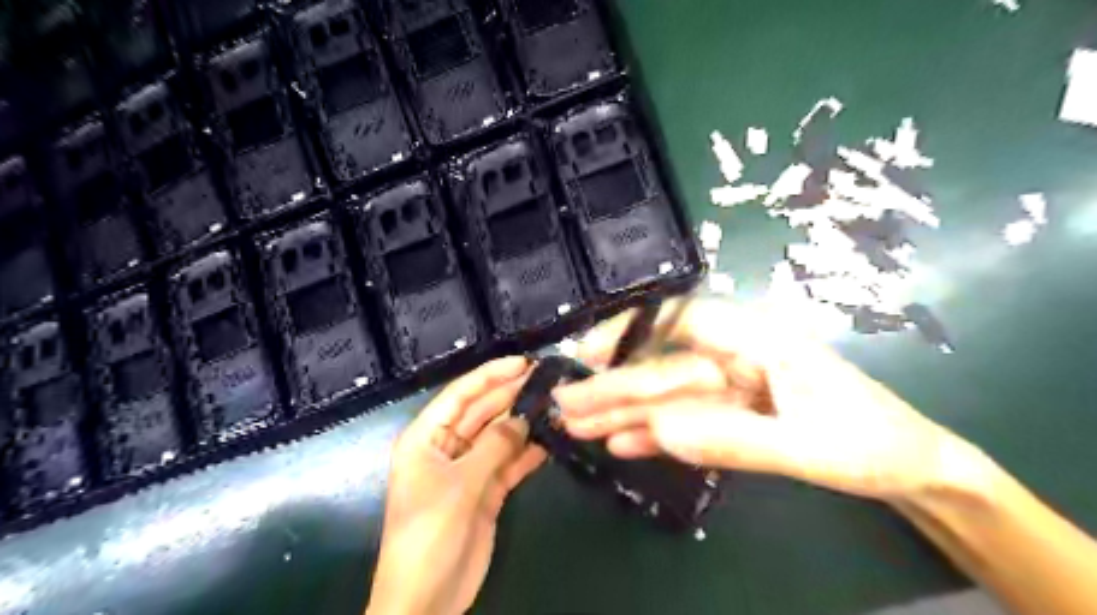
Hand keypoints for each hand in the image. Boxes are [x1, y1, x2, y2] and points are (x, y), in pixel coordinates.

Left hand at [368, 355, 542, 614]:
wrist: (427, 599)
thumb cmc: (429, 534)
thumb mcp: (460, 486)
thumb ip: (494, 447)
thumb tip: (523, 417)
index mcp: (426, 438)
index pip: (460, 395)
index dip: (490, 375)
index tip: (523, 362)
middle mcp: (447, 447)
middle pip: (482, 412)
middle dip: (512, 395)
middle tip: (547, 380)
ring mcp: (468, 469)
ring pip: (499, 436)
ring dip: (523, 423)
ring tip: (554, 405)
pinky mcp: (486, 491)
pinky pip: (509, 463)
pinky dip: (528, 453)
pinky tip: (550, 440)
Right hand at [552, 301, 990, 505]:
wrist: (910, 468)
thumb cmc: (873, 444)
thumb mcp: (811, 447)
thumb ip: (734, 438)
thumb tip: (661, 429)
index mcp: (759, 341)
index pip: (683, 319)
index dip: (631, 330)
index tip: (590, 353)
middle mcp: (735, 356)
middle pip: (663, 366)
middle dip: (613, 385)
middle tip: (565, 403)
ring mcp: (729, 387)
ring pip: (666, 396)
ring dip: (622, 412)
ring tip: (576, 426)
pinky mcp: (729, 414)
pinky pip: (683, 421)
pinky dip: (651, 434)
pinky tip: (619, 443)